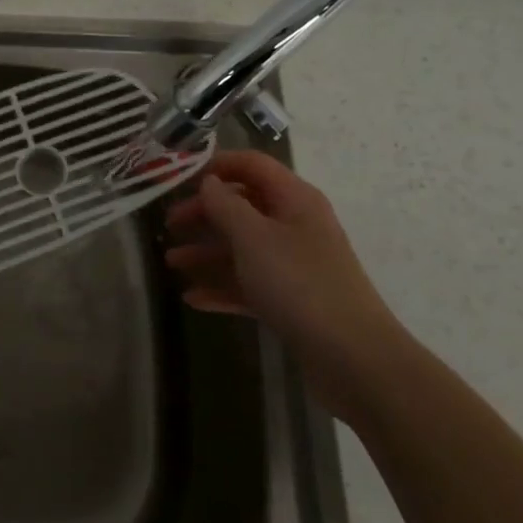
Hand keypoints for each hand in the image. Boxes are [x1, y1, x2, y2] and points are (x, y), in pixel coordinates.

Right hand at [164, 151, 410, 424]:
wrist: (353, 357)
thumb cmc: (299, 283)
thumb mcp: (252, 237)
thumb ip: (225, 205)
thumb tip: (209, 182)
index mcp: (293, 199)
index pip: (252, 165)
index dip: (217, 165)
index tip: (179, 177)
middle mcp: (295, 225)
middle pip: (243, 206)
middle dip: (204, 213)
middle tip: (169, 225)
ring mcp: (294, 264)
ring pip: (242, 247)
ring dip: (206, 252)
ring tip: (171, 263)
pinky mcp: (292, 299)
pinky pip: (249, 283)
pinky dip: (221, 287)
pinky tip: (192, 298)